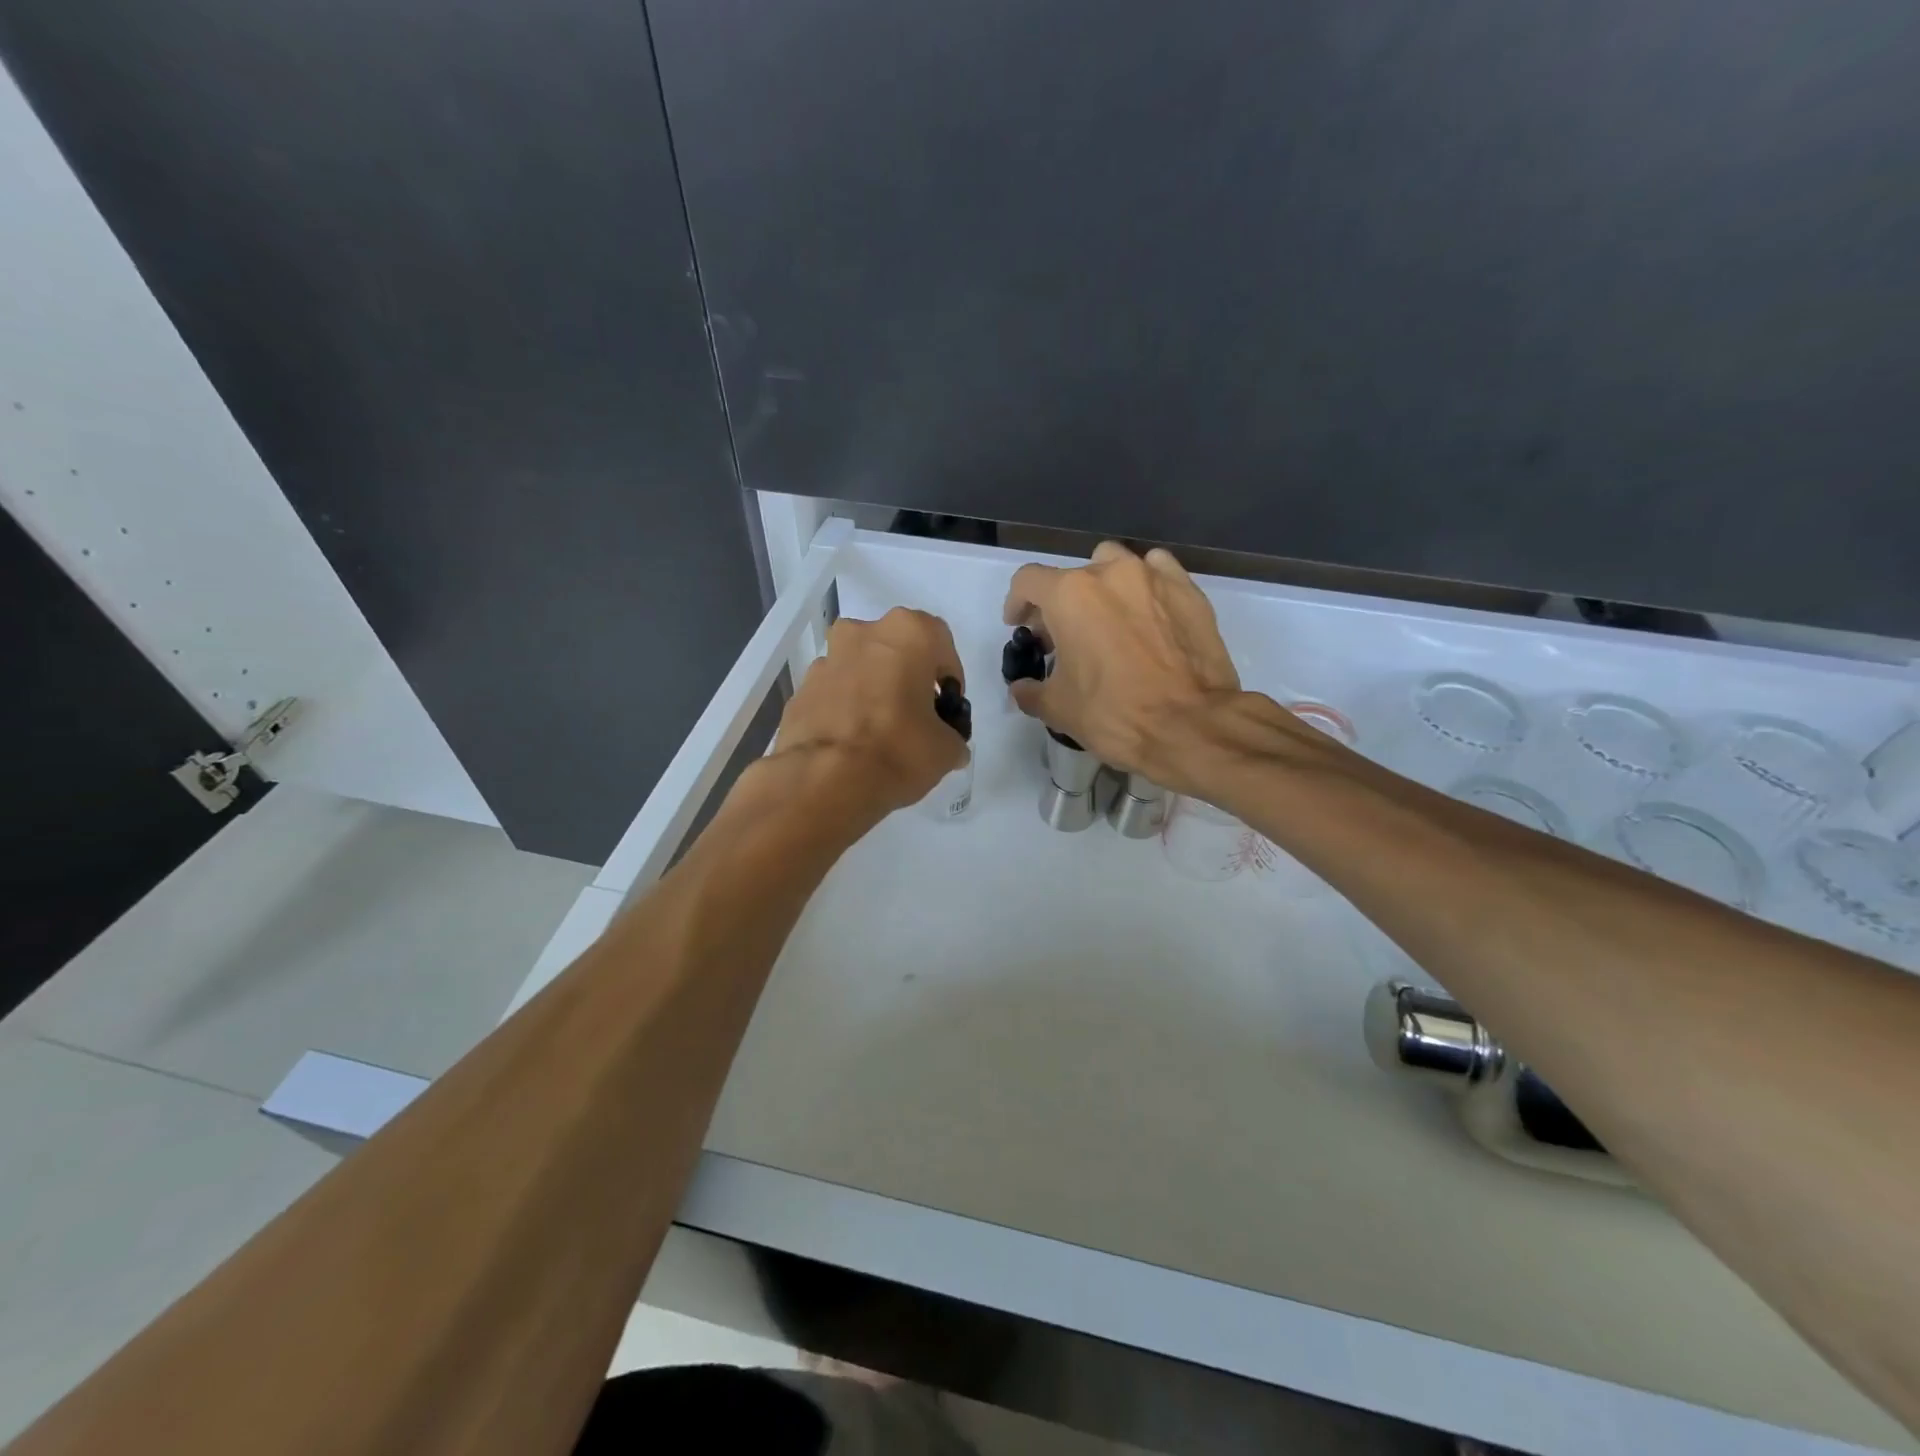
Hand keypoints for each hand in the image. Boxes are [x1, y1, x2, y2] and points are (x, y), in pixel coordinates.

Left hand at [771, 607, 968, 816]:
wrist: (825, 780)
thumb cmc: (898, 750)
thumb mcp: (946, 750)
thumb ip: (952, 737)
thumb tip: (949, 746)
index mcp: (907, 633)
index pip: (941, 644)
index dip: (948, 678)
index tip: (947, 707)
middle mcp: (863, 633)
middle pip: (895, 650)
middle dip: (907, 677)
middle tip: (916, 715)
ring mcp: (826, 660)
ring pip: (860, 668)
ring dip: (872, 690)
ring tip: (879, 732)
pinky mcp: (800, 690)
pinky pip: (833, 693)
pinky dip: (844, 709)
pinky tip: (852, 743)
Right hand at [1002, 542, 1242, 791]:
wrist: (1190, 725)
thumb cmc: (1114, 714)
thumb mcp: (1058, 709)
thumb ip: (1031, 691)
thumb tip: (1022, 687)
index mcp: (1070, 595)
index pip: (1028, 582)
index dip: (1017, 603)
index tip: (1020, 626)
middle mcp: (1110, 573)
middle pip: (1072, 576)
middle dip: (1060, 604)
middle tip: (1062, 638)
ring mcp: (1153, 577)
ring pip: (1115, 563)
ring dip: (1102, 586)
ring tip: (1105, 619)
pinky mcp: (1188, 591)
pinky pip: (1158, 571)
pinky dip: (1144, 585)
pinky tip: (1145, 611)